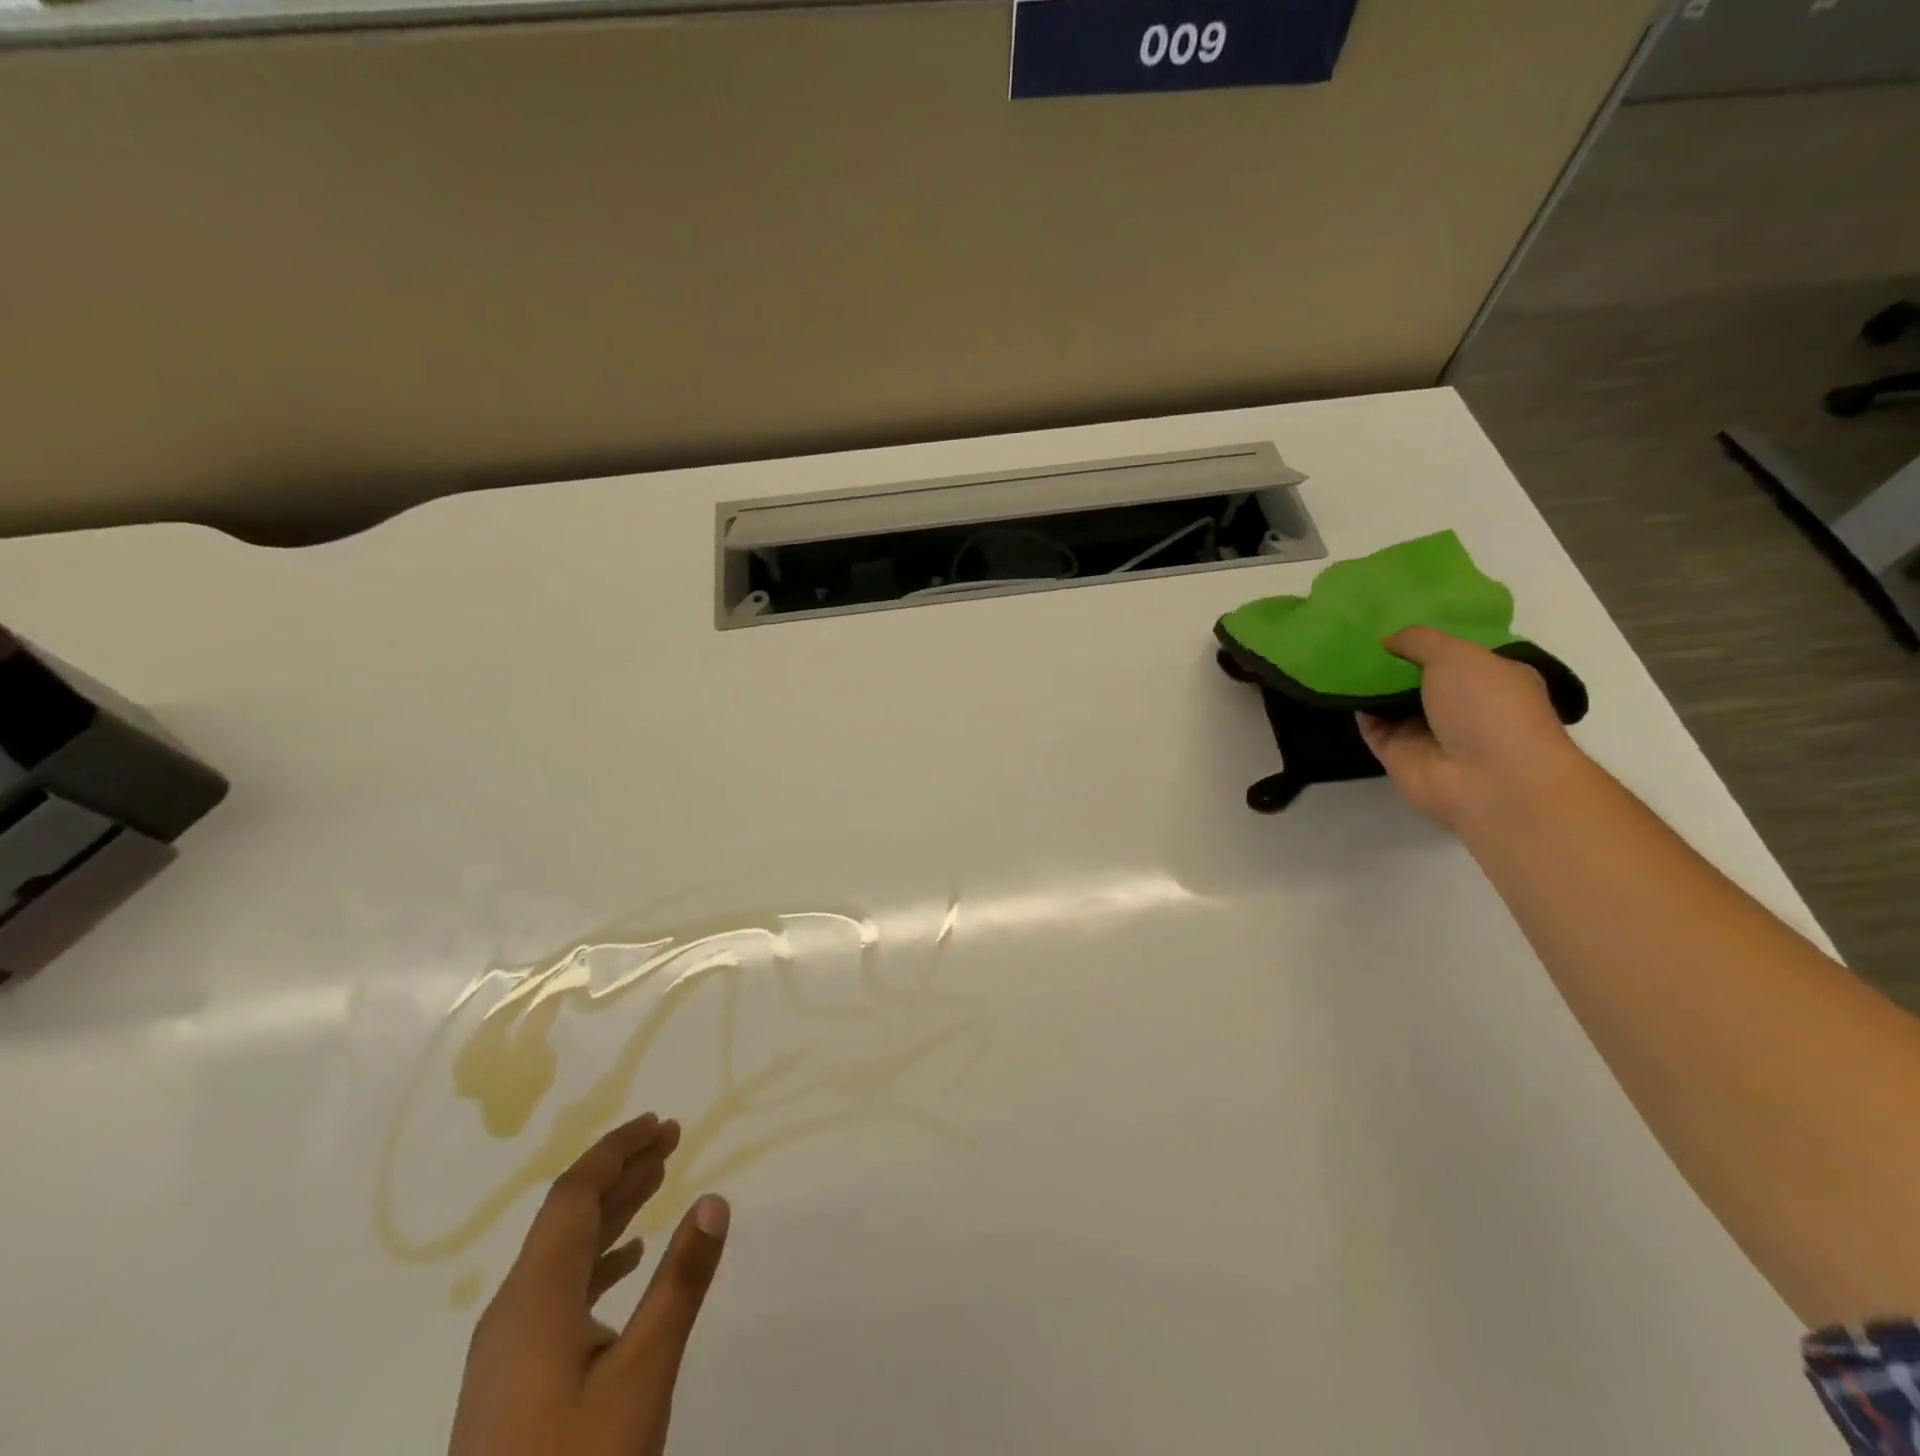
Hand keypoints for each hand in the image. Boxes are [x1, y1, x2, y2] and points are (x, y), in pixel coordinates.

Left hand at [449, 1113, 729, 1455]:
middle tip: (672, 1138)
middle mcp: (513, 1312)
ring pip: (564, 1254)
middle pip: (568, 1216)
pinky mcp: (513, 1383)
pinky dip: (599, 1258)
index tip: (661, 1123)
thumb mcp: (641, 1377)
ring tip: (659, 1180)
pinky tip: (628, 1260)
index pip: (574, 1195)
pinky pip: (559, 1290)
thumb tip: (714, 1201)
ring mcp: (508, 1351)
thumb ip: (679, 1284)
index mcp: (534, 1298)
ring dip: (612, 1211)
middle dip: (621, 1170)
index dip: (617, 1151)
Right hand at [1357, 626, 1586, 830]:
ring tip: (1337, 654)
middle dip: (1392, 658)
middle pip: (1419, 676)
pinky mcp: (1399, 754)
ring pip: (1391, 701)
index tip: (1392, 617)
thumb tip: (1387, 640)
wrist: (1488, 779)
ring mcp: (1429, 731)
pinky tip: (1336, 686)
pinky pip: (1372, 726)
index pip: (1455, 652)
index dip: (1426, 636)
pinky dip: (1356, 709)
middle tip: (1355, 633)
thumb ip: (1420, 641)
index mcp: (1490, 678)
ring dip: (1369, 683)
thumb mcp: (1458, 656)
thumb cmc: (1488, 707)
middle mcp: (1461, 705)